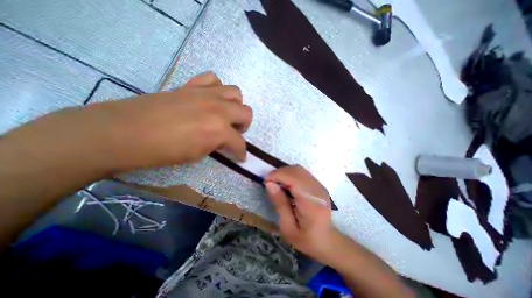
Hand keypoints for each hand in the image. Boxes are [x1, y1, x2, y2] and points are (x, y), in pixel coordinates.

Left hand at [85, 71, 252, 169]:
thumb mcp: (197, 155)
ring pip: (235, 92)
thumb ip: (216, 145)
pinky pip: (213, 79)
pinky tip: (210, 98)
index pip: (239, 143)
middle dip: (244, 125)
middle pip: (246, 112)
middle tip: (234, 132)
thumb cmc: (162, 151)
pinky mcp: (191, 85)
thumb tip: (224, 142)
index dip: (241, 152)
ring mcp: (205, 94)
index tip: (240, 157)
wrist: (125, 132)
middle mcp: (218, 109)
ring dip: (235, 105)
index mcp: (218, 130)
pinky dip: (217, 89)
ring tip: (225, 114)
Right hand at [263, 165, 340, 263]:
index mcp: (311, 202)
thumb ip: (279, 204)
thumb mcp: (288, 228)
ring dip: (285, 172)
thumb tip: (269, 184)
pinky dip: (291, 174)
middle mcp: (317, 190)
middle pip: (296, 170)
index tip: (265, 181)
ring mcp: (320, 186)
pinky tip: (286, 184)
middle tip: (269, 183)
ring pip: (299, 169)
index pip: (293, 178)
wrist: (328, 241)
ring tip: (276, 183)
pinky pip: (302, 173)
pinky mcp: (318, 185)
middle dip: (279, 172)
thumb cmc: (306, 239)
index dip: (277, 175)